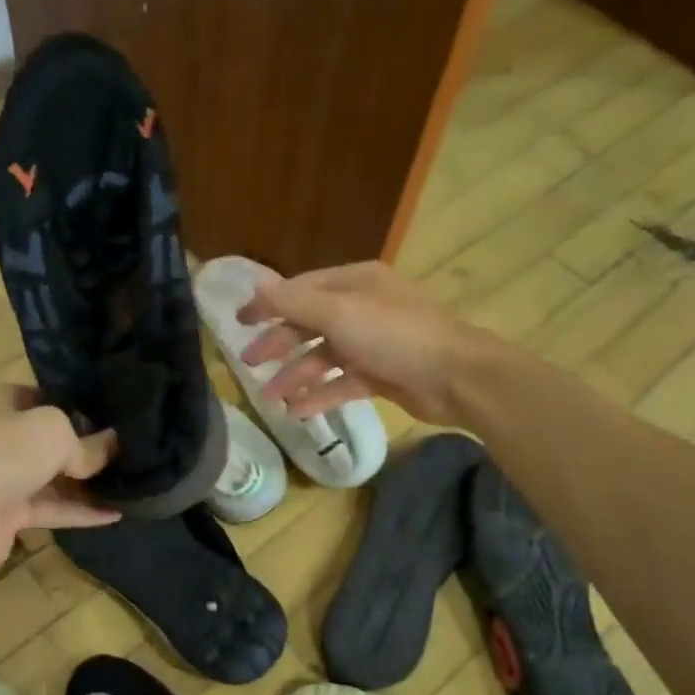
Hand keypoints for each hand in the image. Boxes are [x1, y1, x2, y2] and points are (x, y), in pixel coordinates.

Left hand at [0, 385, 118, 576]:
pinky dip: (81, 511)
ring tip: (130, 481)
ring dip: (86, 483)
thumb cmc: (3, 452)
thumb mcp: (54, 431)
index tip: (111, 414)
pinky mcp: (7, 516)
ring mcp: (0, 479)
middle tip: (127, 448)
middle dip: (85, 446)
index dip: (75, 404)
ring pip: (51, 478)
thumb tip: (114, 446)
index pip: (40, 397)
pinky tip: (117, 512)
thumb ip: (87, 441)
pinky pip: (51, 509)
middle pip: (47, 441)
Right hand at [237, 261, 483, 424]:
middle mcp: (362, 309)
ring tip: (271, 397)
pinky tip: (298, 411)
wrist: (455, 377)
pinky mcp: (381, 375)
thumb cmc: (395, 336)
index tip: (239, 323)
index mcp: (354, 284)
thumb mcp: (339, 314)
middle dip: (279, 343)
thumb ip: (295, 302)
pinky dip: (320, 395)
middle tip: (249, 363)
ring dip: (297, 376)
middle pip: (310, 324)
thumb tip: (255, 283)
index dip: (269, 305)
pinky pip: (342, 383)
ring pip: (324, 357)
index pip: (301, 290)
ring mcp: (373, 343)